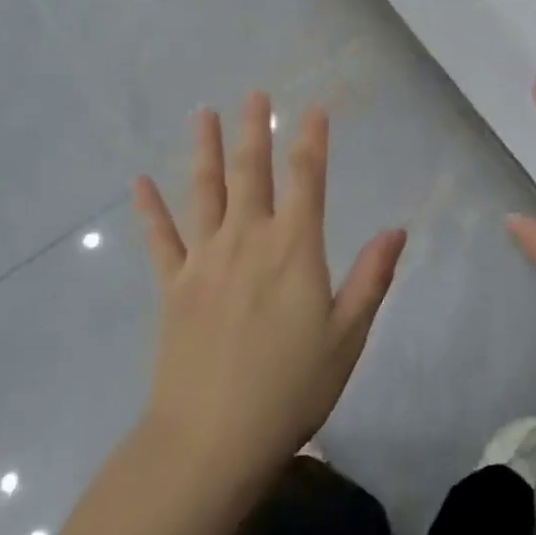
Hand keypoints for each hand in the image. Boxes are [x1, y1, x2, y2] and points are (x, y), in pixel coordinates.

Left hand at [132, 94, 405, 491]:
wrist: (210, 440)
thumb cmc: (290, 388)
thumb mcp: (347, 337)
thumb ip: (371, 278)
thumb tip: (396, 229)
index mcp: (294, 249)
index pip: (306, 179)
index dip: (311, 140)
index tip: (314, 109)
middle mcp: (247, 240)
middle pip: (251, 172)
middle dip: (255, 130)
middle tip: (254, 94)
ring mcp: (204, 260)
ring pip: (204, 192)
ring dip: (205, 151)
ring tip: (203, 114)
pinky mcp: (172, 286)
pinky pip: (160, 239)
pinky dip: (149, 210)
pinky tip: (139, 183)